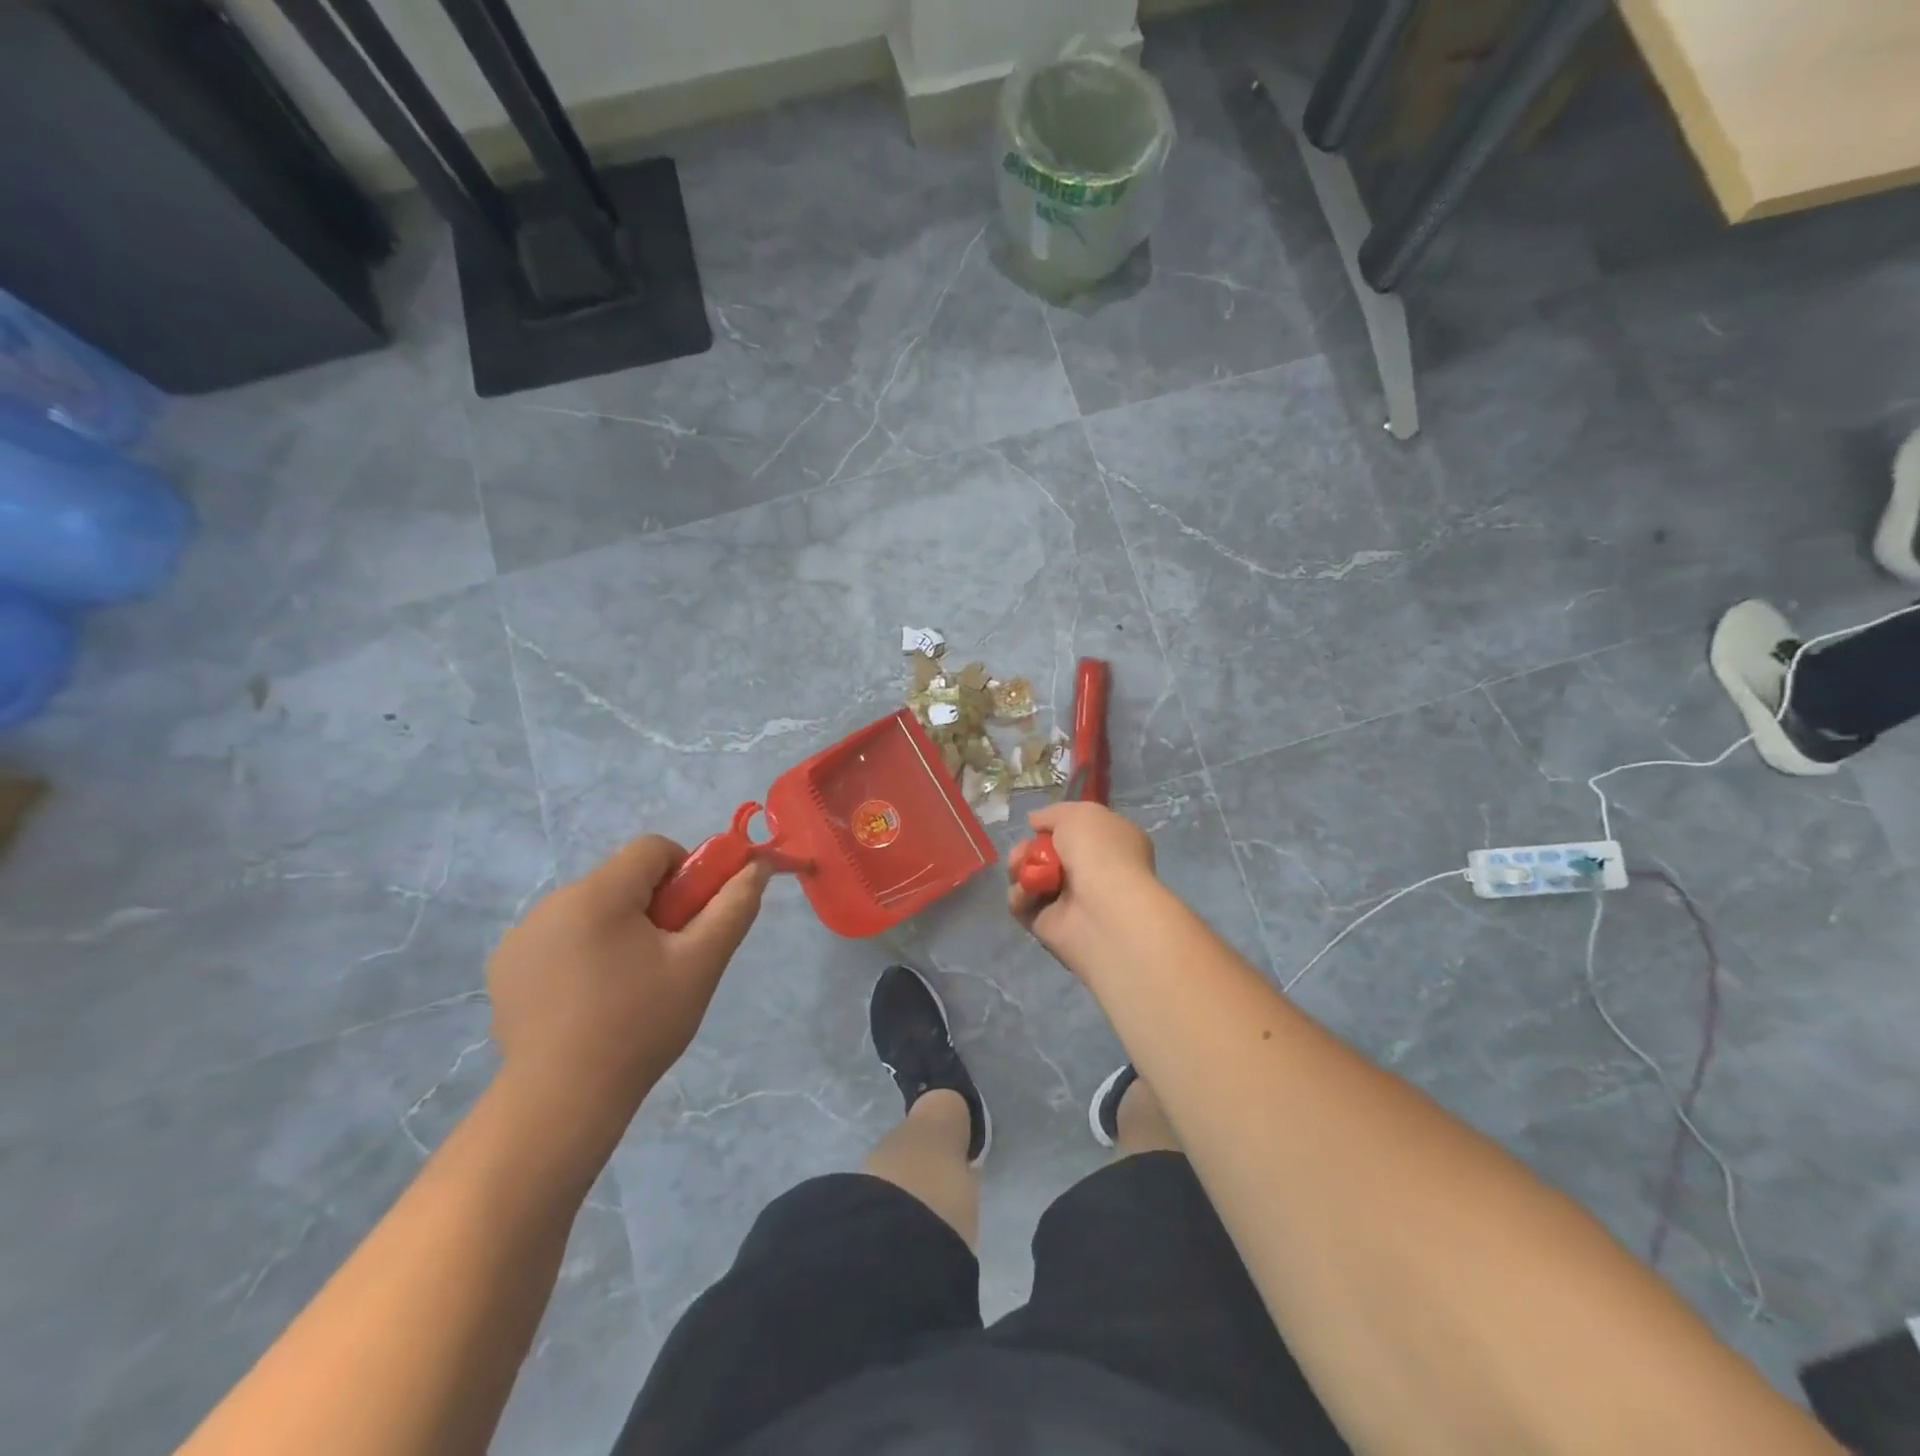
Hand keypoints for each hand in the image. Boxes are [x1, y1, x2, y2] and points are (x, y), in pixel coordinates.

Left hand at [487, 836, 768, 1133]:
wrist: (560, 1101)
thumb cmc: (640, 1024)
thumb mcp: (701, 964)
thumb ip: (734, 907)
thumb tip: (758, 866)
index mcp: (598, 893)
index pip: (653, 849)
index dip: (684, 873)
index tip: (689, 921)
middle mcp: (551, 902)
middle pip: (621, 880)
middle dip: (652, 907)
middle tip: (666, 960)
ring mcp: (521, 936)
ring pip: (591, 909)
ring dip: (617, 930)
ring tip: (626, 987)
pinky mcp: (505, 968)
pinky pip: (558, 938)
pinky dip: (581, 953)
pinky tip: (587, 1002)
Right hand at [1007, 801, 1157, 967]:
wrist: (1102, 907)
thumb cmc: (1099, 851)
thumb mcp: (1078, 814)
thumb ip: (1053, 814)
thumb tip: (1035, 821)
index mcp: (1112, 844)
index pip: (1079, 832)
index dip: (1056, 826)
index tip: (1040, 825)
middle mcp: (1093, 872)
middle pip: (1047, 854)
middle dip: (1028, 848)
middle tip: (1024, 849)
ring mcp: (1071, 901)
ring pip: (1031, 878)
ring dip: (1019, 868)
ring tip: (1020, 868)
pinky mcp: (1049, 924)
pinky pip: (1024, 904)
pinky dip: (1020, 896)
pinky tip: (1028, 892)